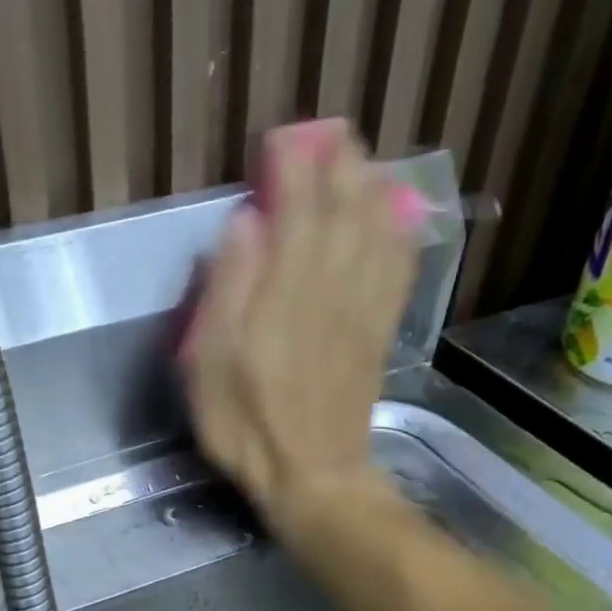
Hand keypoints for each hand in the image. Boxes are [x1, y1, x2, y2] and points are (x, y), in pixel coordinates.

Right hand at [181, 120, 424, 533]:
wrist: (311, 476)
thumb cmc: (246, 423)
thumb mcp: (211, 362)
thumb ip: (227, 288)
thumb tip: (243, 223)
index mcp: (286, 290)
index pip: (297, 208)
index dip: (293, 167)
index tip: (283, 140)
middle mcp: (332, 286)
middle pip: (345, 209)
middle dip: (341, 165)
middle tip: (332, 135)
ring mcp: (363, 308)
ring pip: (377, 231)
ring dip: (373, 188)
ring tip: (364, 162)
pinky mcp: (380, 332)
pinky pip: (397, 270)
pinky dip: (400, 235)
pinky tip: (400, 218)